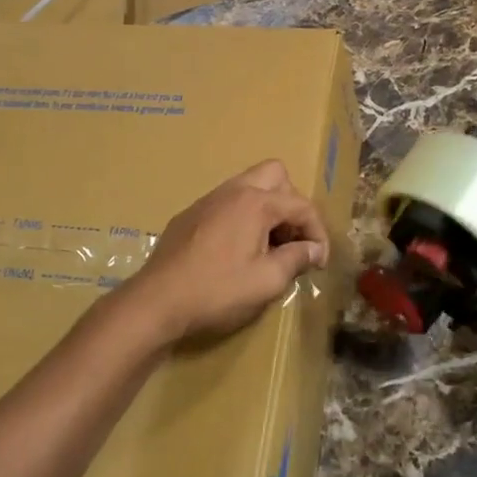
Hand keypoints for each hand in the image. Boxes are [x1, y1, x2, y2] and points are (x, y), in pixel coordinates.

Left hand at [124, 161, 330, 345]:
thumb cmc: (217, 291)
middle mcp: (233, 191)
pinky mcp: (190, 215)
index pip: (301, 205)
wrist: (156, 301)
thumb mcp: (266, 282)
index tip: (319, 262)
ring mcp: (208, 200)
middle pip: (275, 175)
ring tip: (269, 245)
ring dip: (267, 208)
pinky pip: (227, 202)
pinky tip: (237, 250)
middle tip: (292, 238)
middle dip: (292, 203)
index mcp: (256, 203)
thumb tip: (313, 249)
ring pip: (248, 185)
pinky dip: (243, 216)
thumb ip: (296, 259)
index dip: (318, 232)